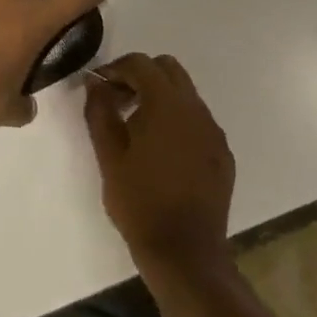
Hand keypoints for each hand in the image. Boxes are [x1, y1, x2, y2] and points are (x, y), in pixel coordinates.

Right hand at [84, 53, 235, 275]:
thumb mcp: (108, 155)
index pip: (141, 64)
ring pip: (185, 94)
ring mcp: (213, 132)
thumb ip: (99, 111)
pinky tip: (161, 151)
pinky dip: (176, 120)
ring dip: (159, 97)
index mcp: (167, 105)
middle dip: (140, 76)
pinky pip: (197, 120)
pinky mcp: (222, 153)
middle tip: (118, 101)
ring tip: (136, 127)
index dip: (115, 68)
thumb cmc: (140, 201)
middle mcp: (196, 110)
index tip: (98, 87)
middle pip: (168, 69)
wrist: (185, 252)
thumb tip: (94, 83)